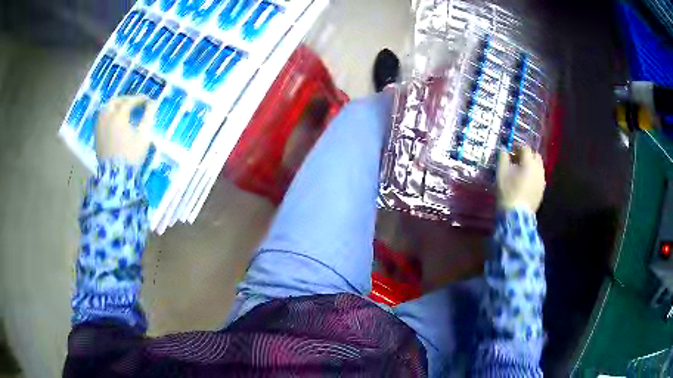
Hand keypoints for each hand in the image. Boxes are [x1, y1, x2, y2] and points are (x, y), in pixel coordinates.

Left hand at [96, 96, 154, 165]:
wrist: (115, 176)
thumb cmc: (131, 154)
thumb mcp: (143, 135)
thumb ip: (147, 117)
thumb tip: (152, 104)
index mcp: (118, 115)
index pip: (130, 101)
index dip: (140, 99)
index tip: (148, 100)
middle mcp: (107, 117)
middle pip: (115, 101)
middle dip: (126, 99)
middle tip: (134, 102)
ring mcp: (99, 127)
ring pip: (106, 109)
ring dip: (115, 106)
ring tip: (123, 110)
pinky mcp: (96, 136)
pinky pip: (102, 119)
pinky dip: (109, 115)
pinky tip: (114, 121)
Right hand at [497, 146, 545, 212]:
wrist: (516, 216)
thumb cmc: (508, 192)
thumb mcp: (501, 173)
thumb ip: (503, 158)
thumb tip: (504, 148)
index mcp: (529, 163)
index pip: (525, 148)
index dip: (517, 147)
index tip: (510, 151)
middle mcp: (539, 169)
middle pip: (535, 156)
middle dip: (527, 155)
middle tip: (517, 160)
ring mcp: (542, 181)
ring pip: (539, 167)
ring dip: (531, 165)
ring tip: (522, 172)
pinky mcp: (542, 191)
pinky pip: (539, 178)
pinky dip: (533, 176)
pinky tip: (526, 183)